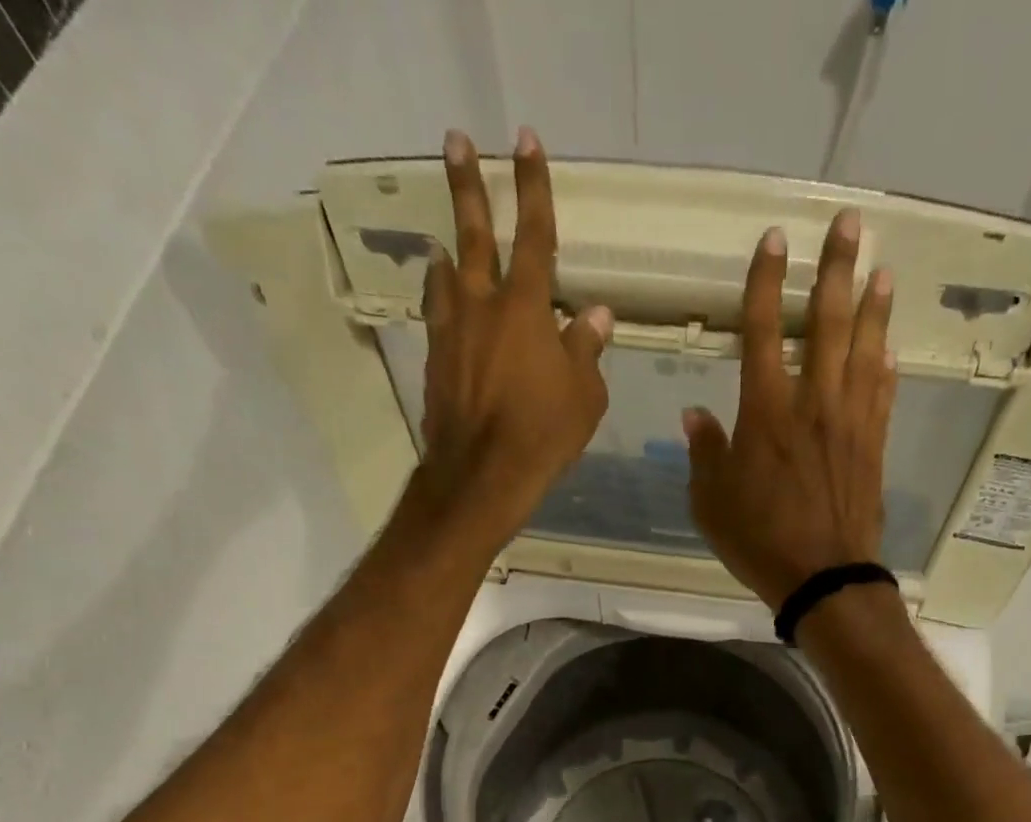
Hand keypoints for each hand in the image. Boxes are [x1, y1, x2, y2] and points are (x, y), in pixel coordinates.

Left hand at [401, 127, 612, 545]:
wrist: (483, 474)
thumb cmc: (544, 433)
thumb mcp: (585, 395)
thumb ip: (586, 348)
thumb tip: (594, 315)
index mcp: (526, 307)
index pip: (534, 234)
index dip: (532, 185)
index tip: (525, 139)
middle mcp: (482, 306)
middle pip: (473, 234)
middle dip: (467, 184)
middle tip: (454, 142)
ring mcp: (452, 333)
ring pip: (446, 276)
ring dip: (447, 252)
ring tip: (443, 241)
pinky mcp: (436, 362)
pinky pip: (439, 320)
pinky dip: (443, 304)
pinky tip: (445, 307)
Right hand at [683, 209, 896, 609]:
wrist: (824, 576)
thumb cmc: (760, 540)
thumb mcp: (711, 502)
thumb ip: (705, 453)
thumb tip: (694, 414)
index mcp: (766, 412)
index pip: (764, 331)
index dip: (766, 282)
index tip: (774, 240)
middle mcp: (813, 403)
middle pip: (829, 322)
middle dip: (836, 269)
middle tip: (849, 224)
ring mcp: (850, 422)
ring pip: (865, 350)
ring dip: (874, 307)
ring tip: (882, 271)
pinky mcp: (874, 446)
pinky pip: (882, 394)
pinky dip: (886, 367)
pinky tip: (890, 347)